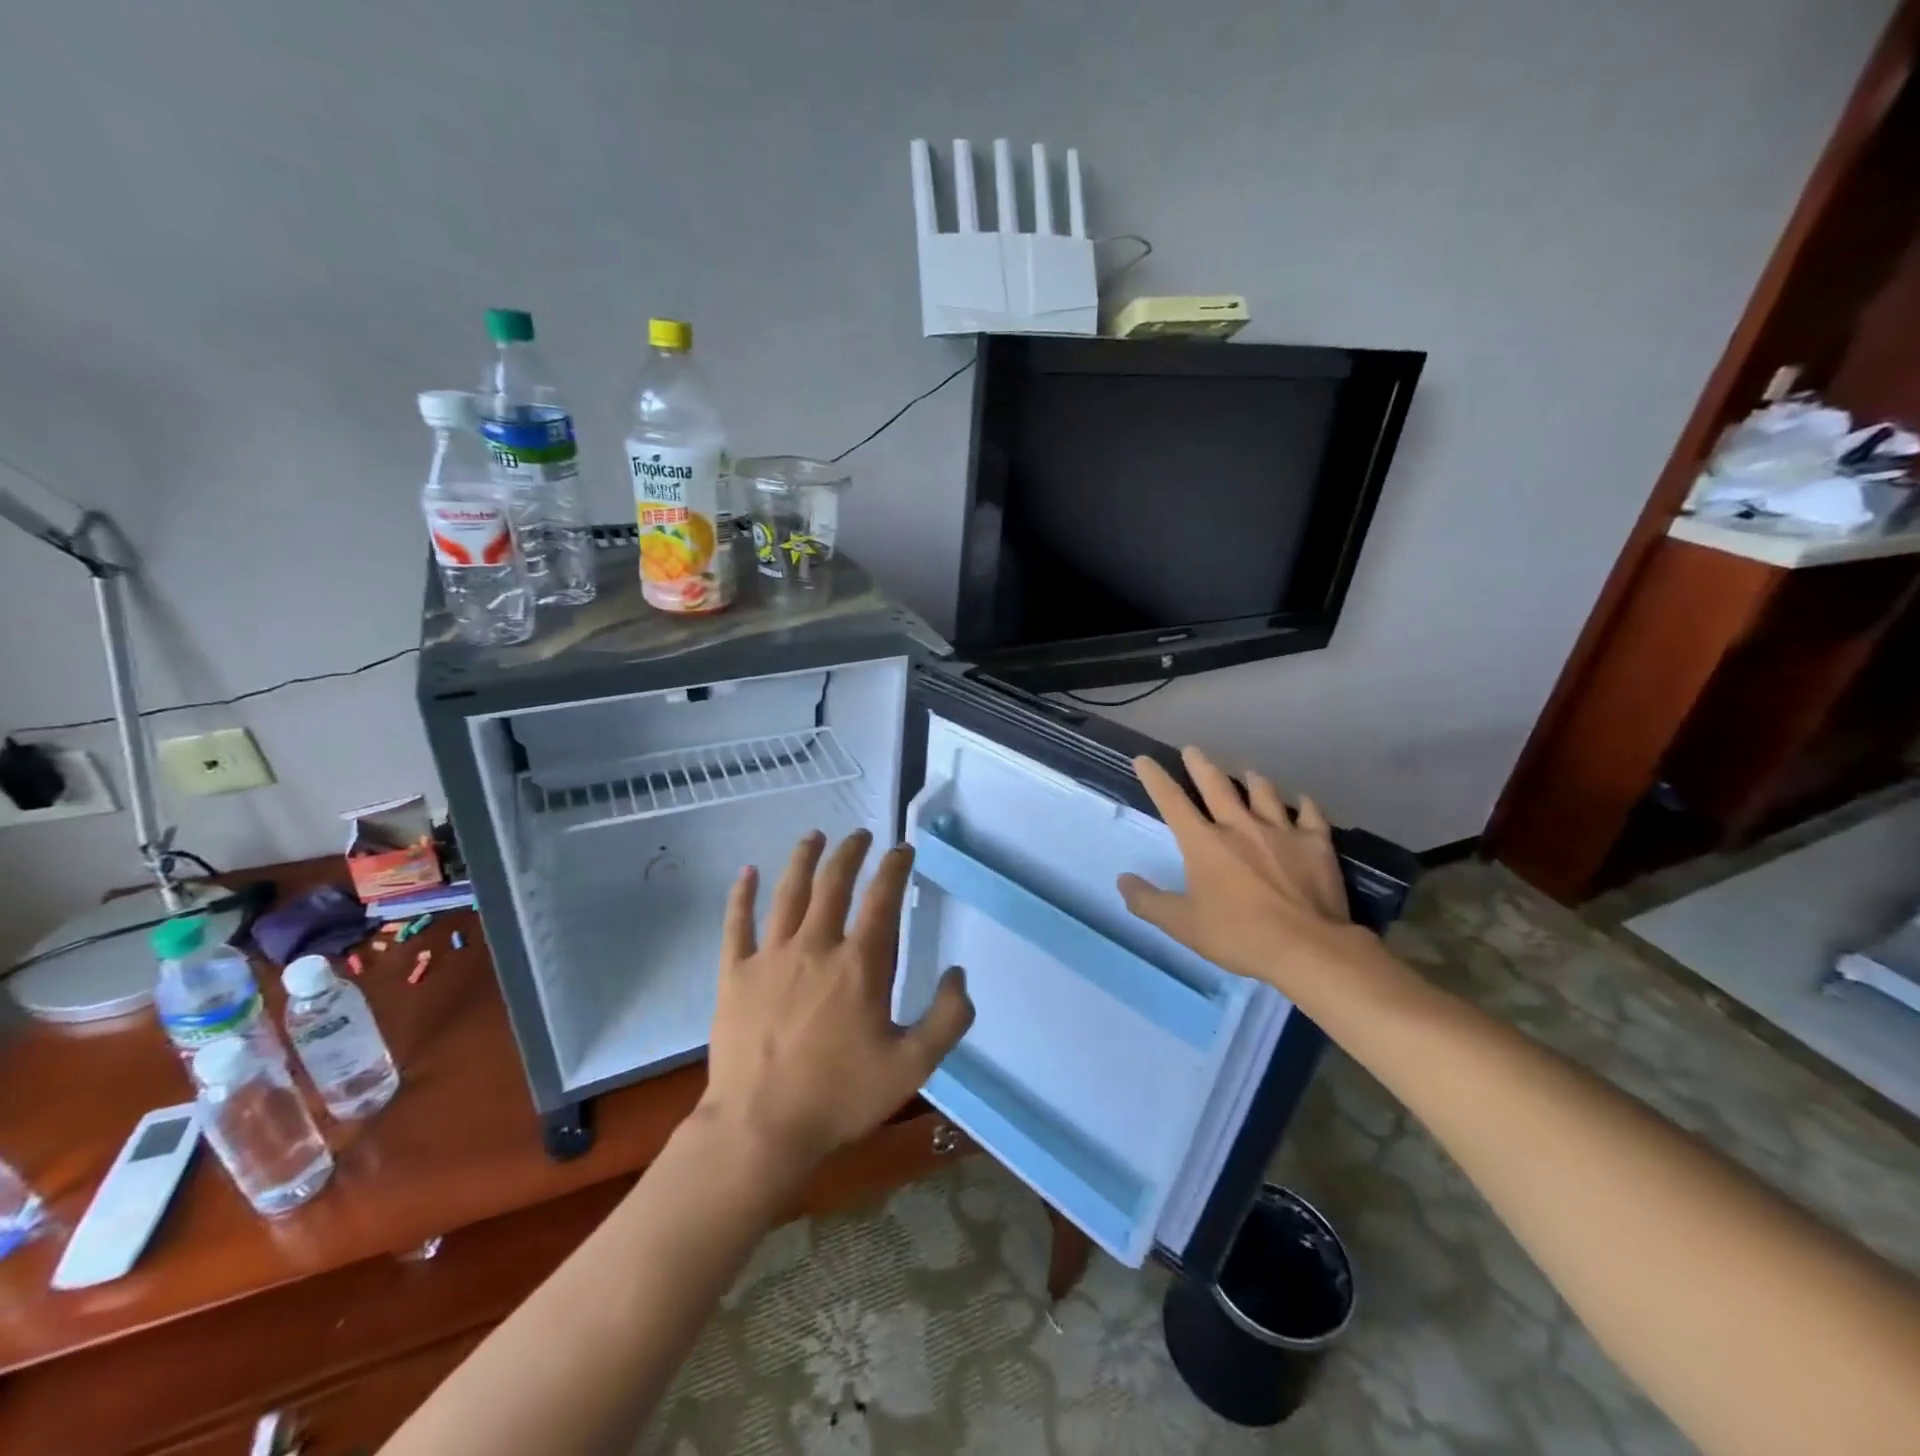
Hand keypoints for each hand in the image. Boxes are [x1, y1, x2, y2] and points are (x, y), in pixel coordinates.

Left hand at [701, 830, 974, 1170]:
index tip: (903, 849)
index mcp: (860, 964)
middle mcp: (816, 946)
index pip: (882, 899)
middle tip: (860, 834)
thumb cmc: (840, 1097)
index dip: (895, 867)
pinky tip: (747, 871)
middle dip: (850, 853)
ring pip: (788, 893)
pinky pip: (737, 925)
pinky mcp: (735, 974)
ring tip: (814, 836)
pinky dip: (742, 895)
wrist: (761, 1130)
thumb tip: (958, 974)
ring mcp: (771, 957)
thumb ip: (947, 1018)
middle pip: (834, 883)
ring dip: (803, 859)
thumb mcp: (913, 1066)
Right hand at [1118, 746, 1359, 991]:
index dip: (1155, 779)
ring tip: (1248, 772)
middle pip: (1217, 786)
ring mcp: (1281, 832)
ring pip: (1264, 794)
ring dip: (1253, 781)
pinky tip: (1304, 801)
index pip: (1172, 802)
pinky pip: (1311, 816)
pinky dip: (1305, 805)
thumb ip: (1148, 902)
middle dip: (1201, 766)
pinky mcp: (1316, 844)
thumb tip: (1123, 880)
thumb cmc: (1238, 935)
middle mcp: (1240, 826)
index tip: (1144, 760)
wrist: (1307, 946)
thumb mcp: (1182, 925)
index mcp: (1204, 843)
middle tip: (1192, 750)